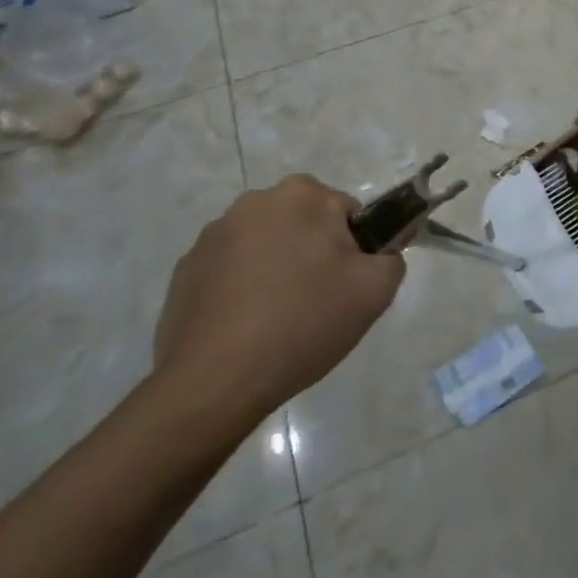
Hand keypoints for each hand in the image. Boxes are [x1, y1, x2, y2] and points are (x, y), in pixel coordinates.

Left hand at [153, 175, 403, 424]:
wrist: (216, 382)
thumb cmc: (303, 323)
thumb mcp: (375, 291)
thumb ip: (392, 258)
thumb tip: (381, 254)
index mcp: (302, 195)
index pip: (346, 213)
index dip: (354, 250)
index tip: (346, 285)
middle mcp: (254, 202)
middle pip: (304, 224)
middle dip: (313, 253)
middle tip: (318, 302)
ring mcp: (213, 235)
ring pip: (266, 245)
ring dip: (277, 268)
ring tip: (278, 319)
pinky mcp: (185, 270)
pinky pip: (230, 271)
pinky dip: (242, 289)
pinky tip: (246, 327)